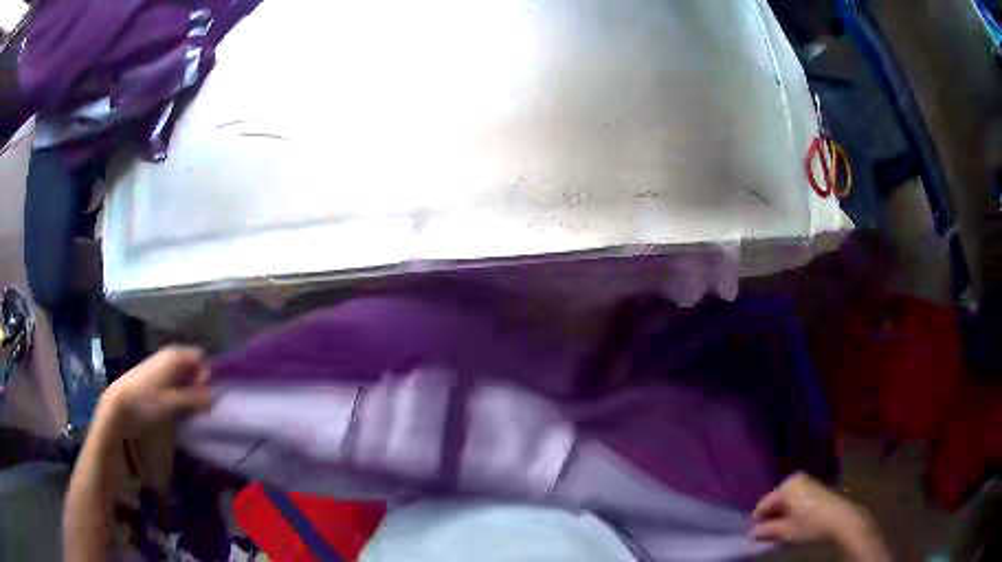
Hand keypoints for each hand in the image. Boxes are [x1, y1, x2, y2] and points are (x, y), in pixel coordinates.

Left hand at [99, 346, 212, 432]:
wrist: (120, 403)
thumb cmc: (147, 400)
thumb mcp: (173, 402)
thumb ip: (195, 399)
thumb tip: (214, 397)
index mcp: (175, 355)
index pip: (200, 357)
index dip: (207, 373)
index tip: (209, 393)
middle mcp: (169, 355)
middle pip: (192, 364)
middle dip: (199, 382)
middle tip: (202, 403)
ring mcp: (160, 364)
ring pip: (183, 373)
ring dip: (189, 388)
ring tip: (191, 406)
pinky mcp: (155, 376)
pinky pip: (174, 379)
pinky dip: (180, 389)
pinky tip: (178, 404)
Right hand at [751, 473, 874, 544]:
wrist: (842, 519)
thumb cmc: (812, 525)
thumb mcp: (787, 532)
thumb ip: (767, 531)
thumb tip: (752, 533)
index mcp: (787, 487)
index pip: (763, 505)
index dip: (757, 522)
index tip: (754, 537)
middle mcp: (795, 480)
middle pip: (775, 501)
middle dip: (770, 518)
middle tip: (768, 536)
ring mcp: (807, 482)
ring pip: (785, 501)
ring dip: (781, 516)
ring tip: (780, 532)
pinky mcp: (815, 487)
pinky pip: (795, 499)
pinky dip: (791, 511)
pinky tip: (793, 524)